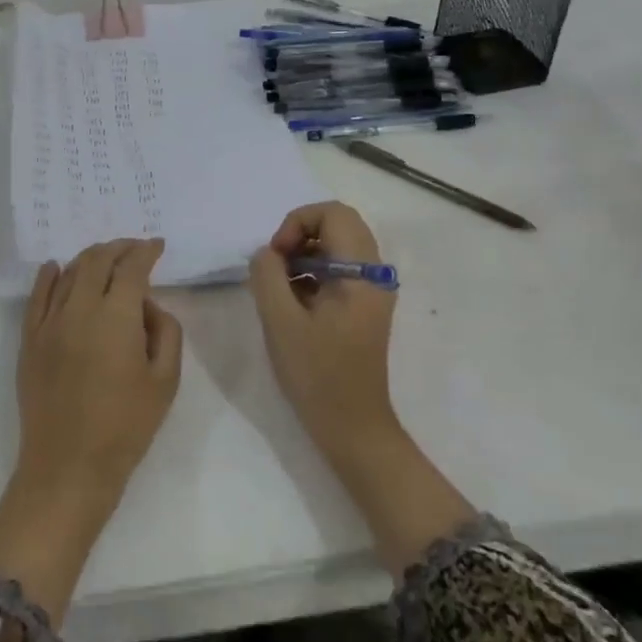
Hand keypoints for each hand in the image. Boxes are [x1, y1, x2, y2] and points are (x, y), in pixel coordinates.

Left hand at [0, 238, 182, 619]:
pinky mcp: (30, 340)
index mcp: (117, 316)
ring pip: (68, 273)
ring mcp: (50, 322)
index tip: (157, 246)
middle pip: (98, 260)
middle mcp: (80, 308)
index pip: (132, 267)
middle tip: (134, 248)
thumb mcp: (166, 381)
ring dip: (89, 258)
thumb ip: (166, 331)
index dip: (146, 251)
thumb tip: (148, 306)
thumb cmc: (126, 427)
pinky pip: (37, 296)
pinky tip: (55, 267)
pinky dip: (48, 275)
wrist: (68, 468)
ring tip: (105, 258)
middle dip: (119, 247)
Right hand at [249, 203, 476, 574]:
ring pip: (338, 246)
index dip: (297, 223)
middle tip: (276, 265)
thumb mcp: (280, 322)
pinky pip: (339, 268)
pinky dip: (313, 272)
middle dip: (300, 235)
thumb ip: (267, 275)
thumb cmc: (318, 375)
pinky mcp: (364, 306)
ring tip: (281, 286)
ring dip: (305, 254)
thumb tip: (265, 252)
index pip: (333, 214)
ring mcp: (372, 290)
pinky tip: (294, 302)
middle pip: (337, 224)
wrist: (353, 428)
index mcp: (362, 272)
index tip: (276, 257)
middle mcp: (375, 273)